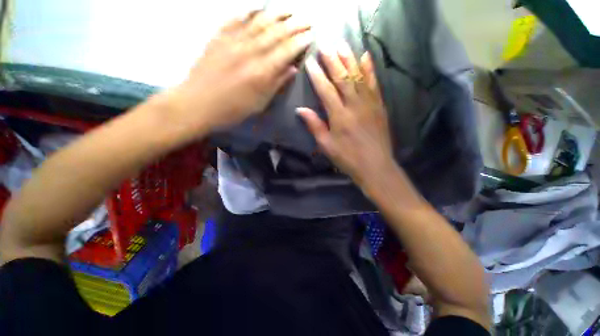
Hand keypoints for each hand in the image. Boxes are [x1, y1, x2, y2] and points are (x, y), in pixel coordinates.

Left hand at [167, 11, 311, 132]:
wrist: (198, 103)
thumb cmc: (233, 109)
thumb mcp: (260, 102)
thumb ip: (277, 84)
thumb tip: (292, 69)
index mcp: (262, 71)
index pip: (287, 50)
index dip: (300, 41)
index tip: (311, 36)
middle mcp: (250, 51)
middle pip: (277, 33)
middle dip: (294, 25)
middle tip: (307, 20)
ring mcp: (233, 40)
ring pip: (260, 21)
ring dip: (277, 14)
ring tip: (290, 10)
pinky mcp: (219, 36)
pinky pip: (237, 18)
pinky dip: (250, 11)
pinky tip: (260, 7)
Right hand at [297, 44, 394, 186]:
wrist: (374, 165)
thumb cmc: (347, 157)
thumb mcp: (326, 145)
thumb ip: (314, 125)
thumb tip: (300, 109)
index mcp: (339, 116)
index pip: (326, 90)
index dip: (317, 76)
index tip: (310, 63)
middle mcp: (354, 105)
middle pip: (342, 78)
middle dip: (332, 61)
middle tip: (324, 46)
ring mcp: (369, 103)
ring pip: (358, 77)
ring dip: (349, 59)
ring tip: (342, 45)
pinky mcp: (379, 106)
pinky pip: (374, 84)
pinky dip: (370, 69)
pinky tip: (366, 57)